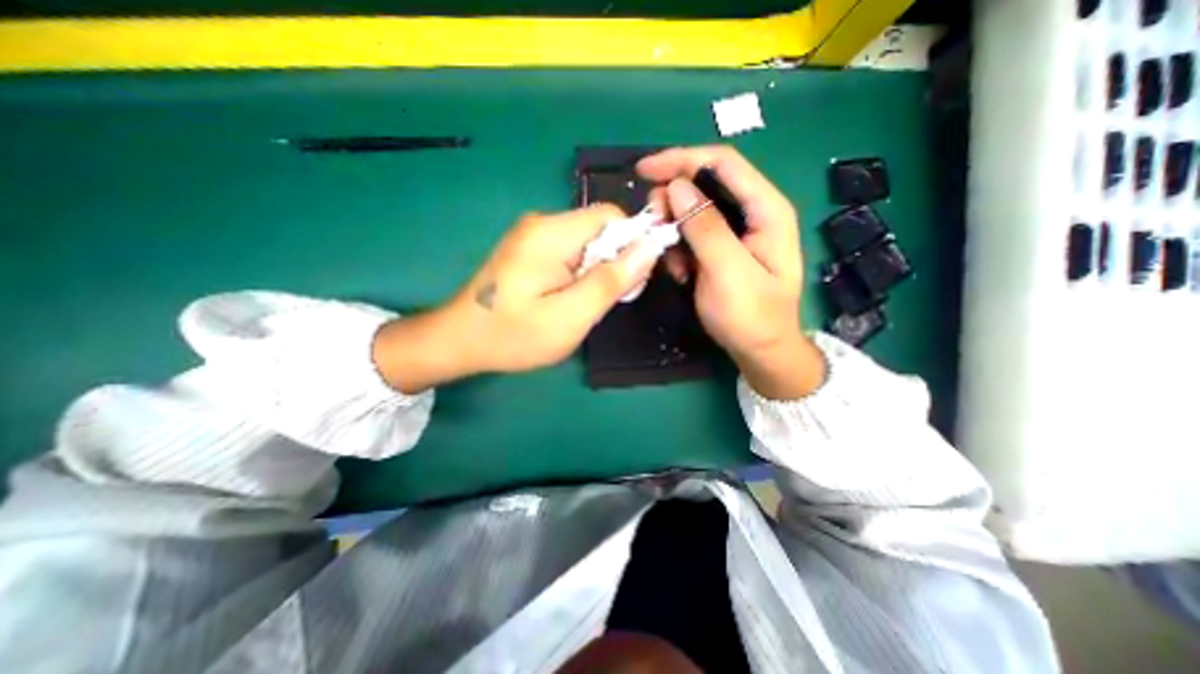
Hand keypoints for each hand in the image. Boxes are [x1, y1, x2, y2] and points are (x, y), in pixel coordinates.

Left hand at [373, 205, 653, 395]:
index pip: (611, 216)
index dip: (632, 244)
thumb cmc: (514, 335)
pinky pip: (569, 252)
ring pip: (586, 243)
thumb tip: (650, 247)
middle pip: (599, 229)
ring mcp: (532, 235)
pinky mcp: (528, 249)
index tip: (631, 282)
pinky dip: (579, 273)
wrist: (458, 341)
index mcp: (551, 233)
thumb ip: (612, 281)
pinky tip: (567, 299)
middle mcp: (541, 223)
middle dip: (613, 262)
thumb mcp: (570, 316)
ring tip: (583, 305)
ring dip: (596, 271)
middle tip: (602, 302)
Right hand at [637, 144, 826, 400]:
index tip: (644, 170)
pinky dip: (679, 250)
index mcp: (766, 209)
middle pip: (705, 185)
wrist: (760, 351)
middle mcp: (752, 212)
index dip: (681, 159)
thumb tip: (677, 187)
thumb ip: (705, 227)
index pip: (722, 163)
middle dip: (673, 202)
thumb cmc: (751, 316)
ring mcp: (735, 231)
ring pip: (693, 211)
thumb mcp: (728, 272)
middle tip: (654, 228)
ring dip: (674, 232)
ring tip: (676, 266)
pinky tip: (682, 274)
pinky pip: (691, 235)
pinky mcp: (721, 248)